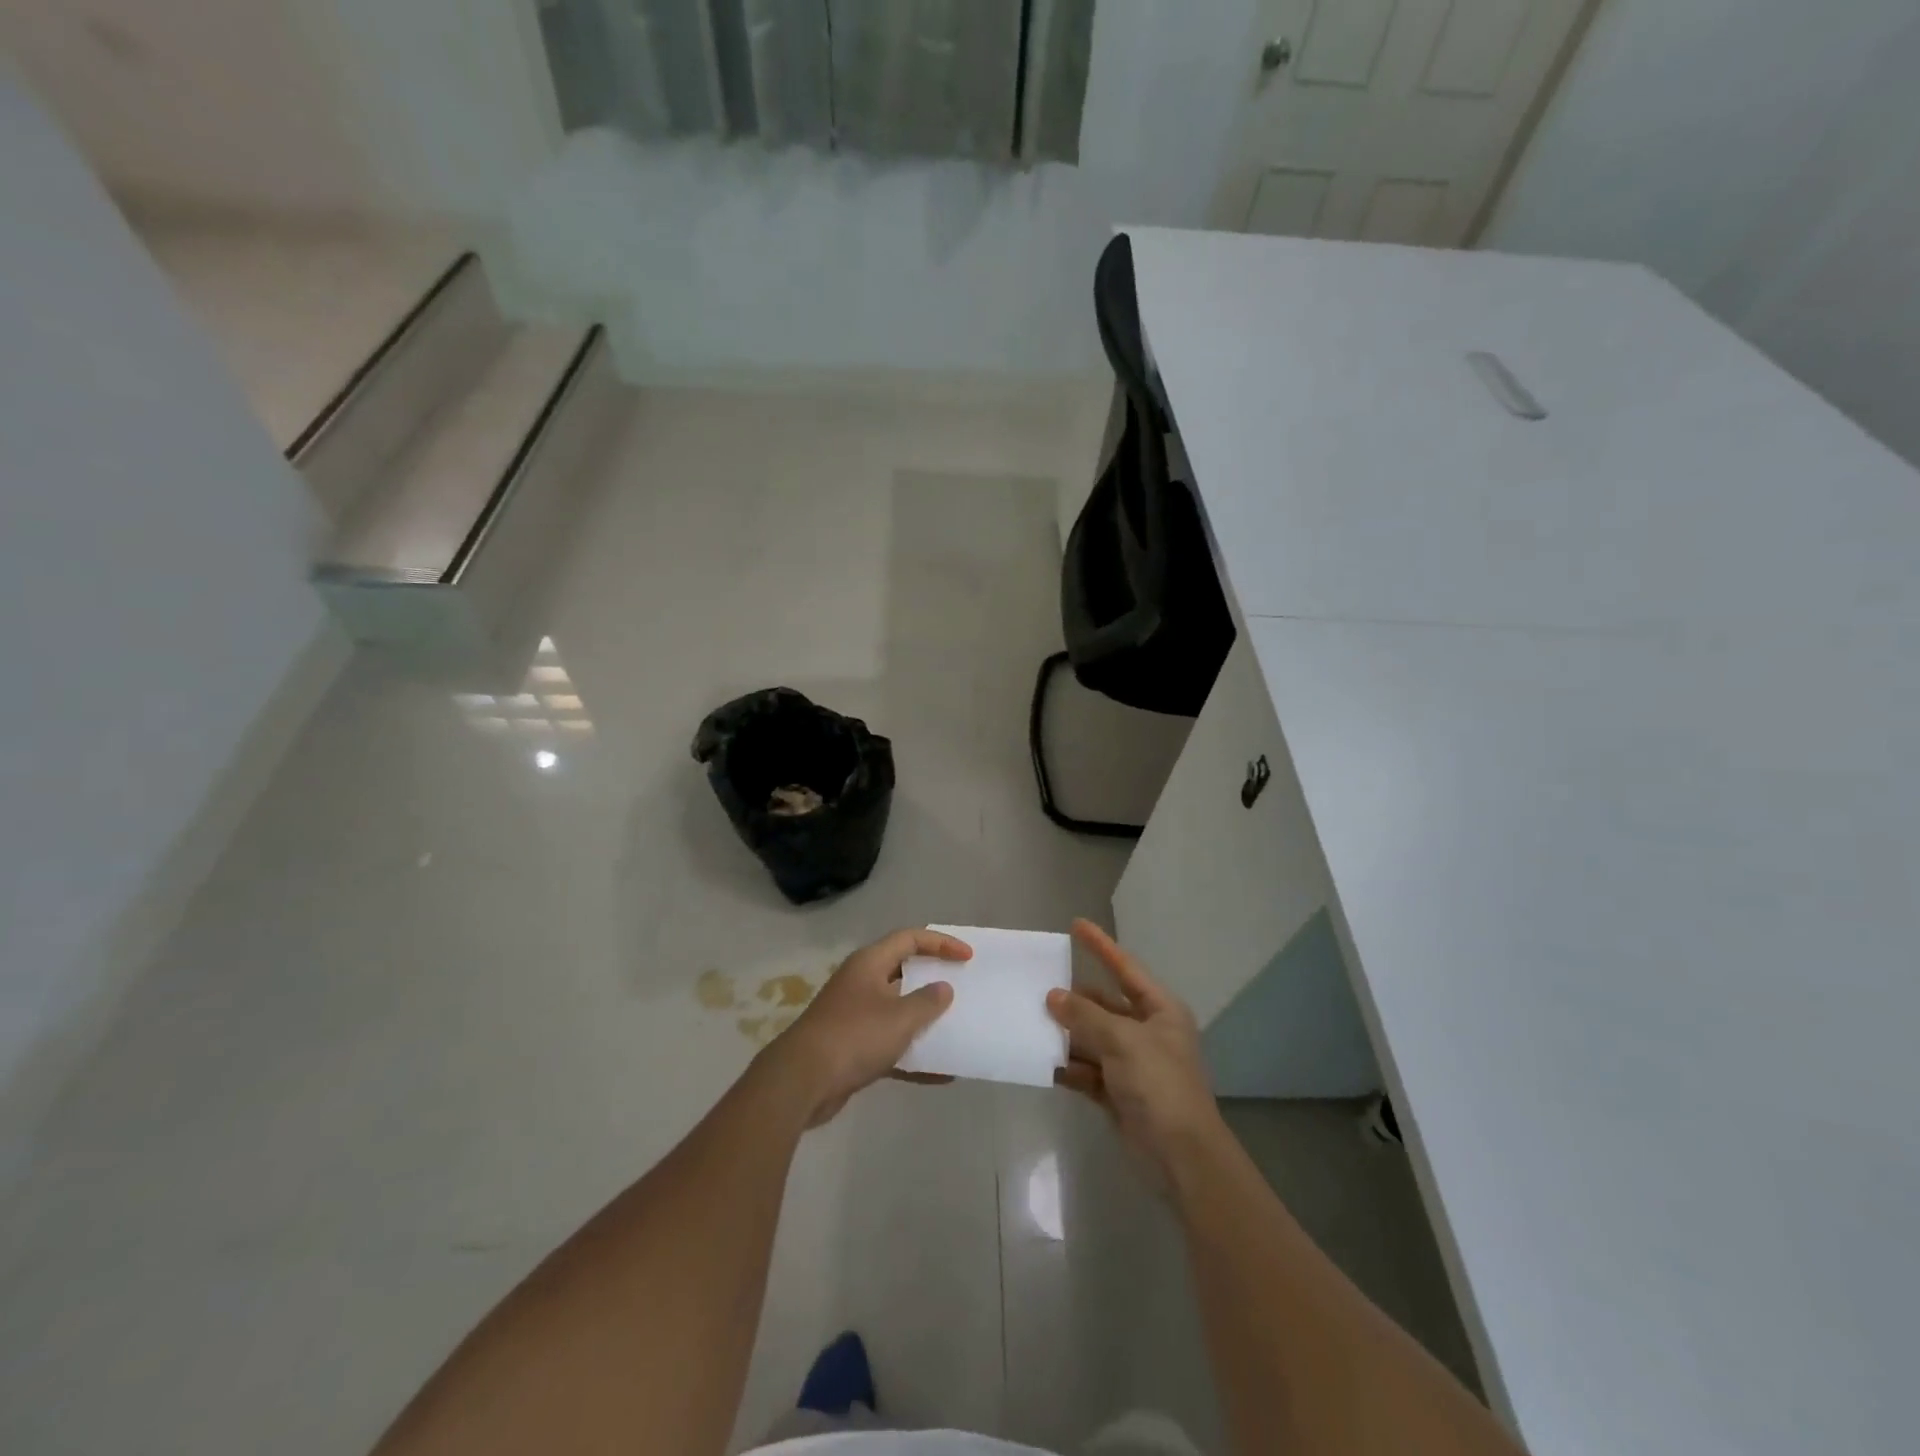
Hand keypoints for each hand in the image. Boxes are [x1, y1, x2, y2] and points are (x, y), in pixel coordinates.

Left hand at [763, 927, 971, 1126]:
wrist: (802, 1081)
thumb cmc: (854, 1036)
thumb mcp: (899, 1017)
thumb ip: (927, 1002)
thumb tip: (943, 989)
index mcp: (870, 963)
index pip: (910, 939)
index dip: (941, 943)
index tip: (967, 957)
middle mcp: (862, 983)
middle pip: (904, 972)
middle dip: (933, 980)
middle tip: (962, 987)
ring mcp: (855, 1016)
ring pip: (898, 1010)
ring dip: (925, 1020)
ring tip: (956, 1027)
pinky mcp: (852, 1047)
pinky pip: (891, 1045)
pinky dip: (914, 1055)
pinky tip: (941, 1073)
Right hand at [1049, 919, 1221, 1186]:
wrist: (1180, 1155)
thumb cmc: (1159, 1084)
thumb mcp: (1122, 1041)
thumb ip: (1085, 1015)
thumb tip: (1052, 996)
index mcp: (1159, 1010)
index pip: (1125, 968)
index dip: (1101, 946)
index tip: (1075, 924)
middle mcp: (1146, 1031)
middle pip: (1103, 1005)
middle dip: (1073, 998)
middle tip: (1036, 985)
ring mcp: (1131, 1063)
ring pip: (1091, 1038)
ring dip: (1065, 1033)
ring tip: (1028, 1021)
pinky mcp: (1117, 1092)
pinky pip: (1086, 1069)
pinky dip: (1067, 1066)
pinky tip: (1040, 1060)